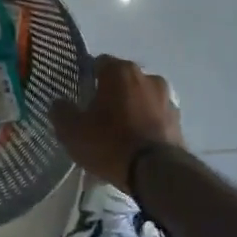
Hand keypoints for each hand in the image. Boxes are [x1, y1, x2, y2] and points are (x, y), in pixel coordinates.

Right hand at [51, 55, 183, 188]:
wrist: (156, 172)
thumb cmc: (110, 143)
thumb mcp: (72, 131)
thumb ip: (61, 111)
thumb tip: (59, 103)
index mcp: (120, 71)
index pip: (98, 63)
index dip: (87, 78)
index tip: (79, 96)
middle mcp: (147, 76)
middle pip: (122, 80)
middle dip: (110, 94)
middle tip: (97, 116)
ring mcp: (167, 97)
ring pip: (141, 98)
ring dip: (131, 108)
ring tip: (119, 134)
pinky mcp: (178, 120)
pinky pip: (155, 116)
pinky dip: (146, 124)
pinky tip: (136, 144)